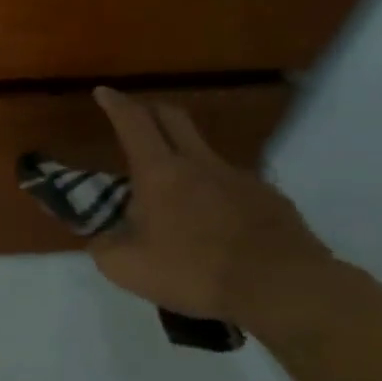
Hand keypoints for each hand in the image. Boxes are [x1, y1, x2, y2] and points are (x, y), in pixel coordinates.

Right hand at [89, 87, 331, 326]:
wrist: (282, 289)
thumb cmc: (194, 271)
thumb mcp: (126, 267)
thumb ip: (103, 246)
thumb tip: (99, 237)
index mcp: (160, 172)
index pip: (133, 122)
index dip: (116, 103)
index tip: (104, 91)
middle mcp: (200, 163)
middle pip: (174, 118)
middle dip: (151, 110)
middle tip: (137, 118)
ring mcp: (241, 178)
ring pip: (206, 152)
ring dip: (185, 157)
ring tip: (176, 190)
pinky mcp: (271, 199)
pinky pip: (235, 185)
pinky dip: (218, 193)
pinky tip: (216, 223)